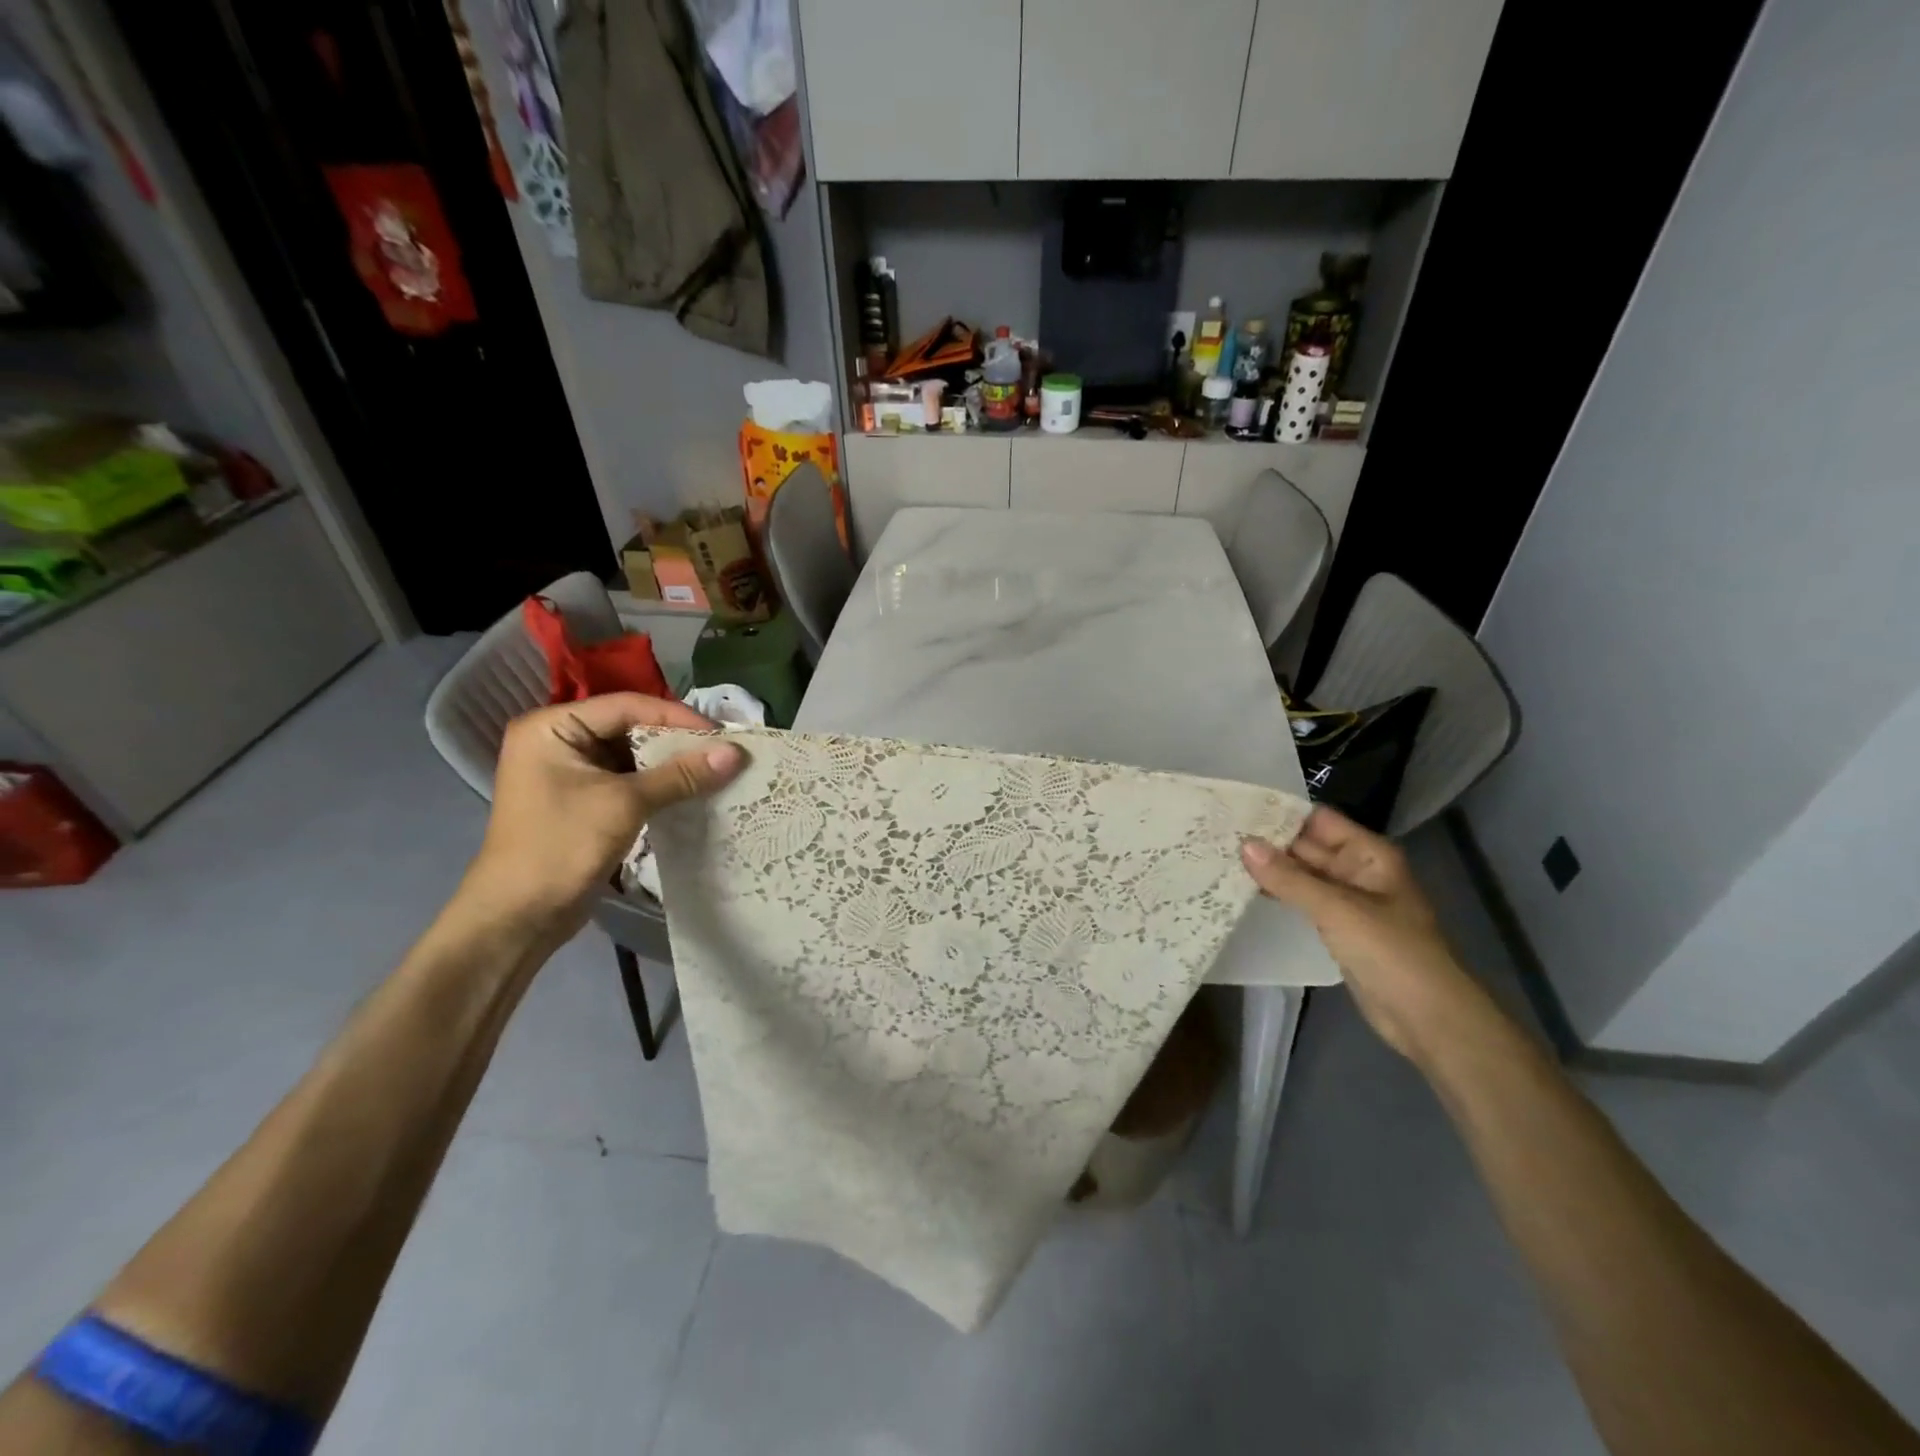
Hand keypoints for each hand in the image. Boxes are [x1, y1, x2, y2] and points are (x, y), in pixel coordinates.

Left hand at [460, 693, 743, 940]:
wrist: (518, 918)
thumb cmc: (562, 847)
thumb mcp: (625, 804)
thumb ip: (681, 775)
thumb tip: (736, 752)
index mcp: (552, 727)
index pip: (627, 706)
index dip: (678, 717)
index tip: (722, 734)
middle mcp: (557, 740)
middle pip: (630, 727)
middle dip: (677, 741)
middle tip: (724, 751)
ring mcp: (568, 772)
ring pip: (632, 755)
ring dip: (671, 764)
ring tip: (716, 769)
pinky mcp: (582, 800)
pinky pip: (627, 780)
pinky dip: (658, 784)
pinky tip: (692, 790)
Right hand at [1241, 807, 1482, 1060]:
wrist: (1426, 1016)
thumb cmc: (1390, 951)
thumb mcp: (1336, 909)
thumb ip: (1288, 877)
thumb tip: (1244, 845)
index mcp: (1367, 854)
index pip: (1318, 820)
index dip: (1281, 813)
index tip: (1237, 809)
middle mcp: (1356, 870)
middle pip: (1307, 846)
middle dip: (1267, 842)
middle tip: (1218, 833)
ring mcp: (1346, 901)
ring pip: (1301, 875)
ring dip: (1268, 869)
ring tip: (1221, 857)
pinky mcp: (1336, 927)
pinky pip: (1302, 901)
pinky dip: (1278, 894)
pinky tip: (1244, 890)